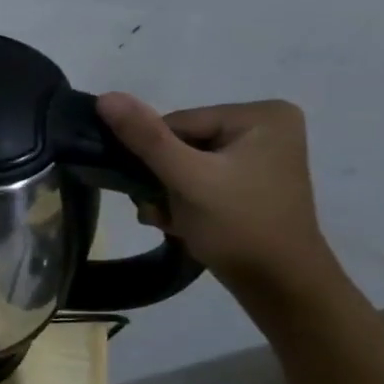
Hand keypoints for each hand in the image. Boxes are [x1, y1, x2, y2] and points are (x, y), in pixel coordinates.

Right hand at [95, 93, 337, 294]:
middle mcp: (264, 127)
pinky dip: (183, 201)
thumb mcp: (186, 178)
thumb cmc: (239, 226)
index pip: (176, 123)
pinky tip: (184, 223)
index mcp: (260, 115)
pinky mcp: (249, 182)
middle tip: (164, 210)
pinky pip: (199, 179)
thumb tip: (105, 97)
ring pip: (183, 164)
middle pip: (180, 143)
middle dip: (162, 179)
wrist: (279, 286)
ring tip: (174, 220)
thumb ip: (145, 137)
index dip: (157, 157)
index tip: (160, 190)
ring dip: (167, 194)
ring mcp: (259, 156)